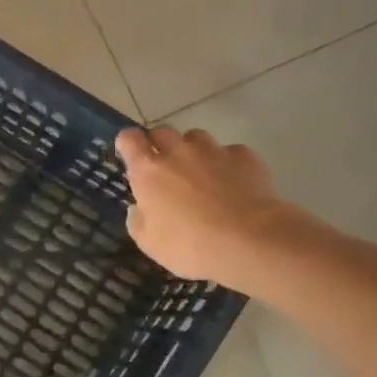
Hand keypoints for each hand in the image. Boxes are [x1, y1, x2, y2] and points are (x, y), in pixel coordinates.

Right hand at [116, 126, 289, 289]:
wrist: (249, 240)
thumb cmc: (189, 245)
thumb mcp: (150, 243)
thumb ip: (138, 221)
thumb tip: (138, 209)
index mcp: (149, 171)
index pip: (130, 139)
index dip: (128, 142)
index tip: (129, 152)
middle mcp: (178, 152)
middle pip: (163, 131)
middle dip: (160, 144)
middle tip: (164, 166)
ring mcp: (213, 151)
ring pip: (196, 137)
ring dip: (193, 150)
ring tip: (200, 172)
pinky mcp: (244, 156)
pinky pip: (229, 152)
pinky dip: (226, 162)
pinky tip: (232, 182)